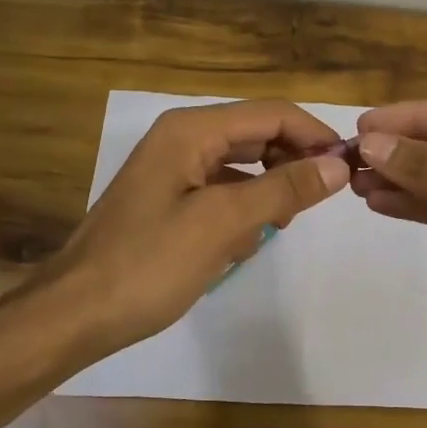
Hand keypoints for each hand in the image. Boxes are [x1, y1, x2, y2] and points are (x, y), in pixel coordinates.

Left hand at [44, 99, 350, 355]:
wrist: (75, 314)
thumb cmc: (148, 264)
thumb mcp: (223, 223)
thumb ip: (283, 189)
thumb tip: (338, 165)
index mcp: (191, 130)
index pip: (271, 113)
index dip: (315, 135)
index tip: (350, 167)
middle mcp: (182, 138)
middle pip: (257, 133)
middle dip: (293, 160)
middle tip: (325, 197)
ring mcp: (173, 169)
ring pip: (242, 163)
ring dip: (270, 186)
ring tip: (286, 220)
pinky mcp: (169, 200)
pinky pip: (222, 189)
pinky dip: (243, 207)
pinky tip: (248, 239)